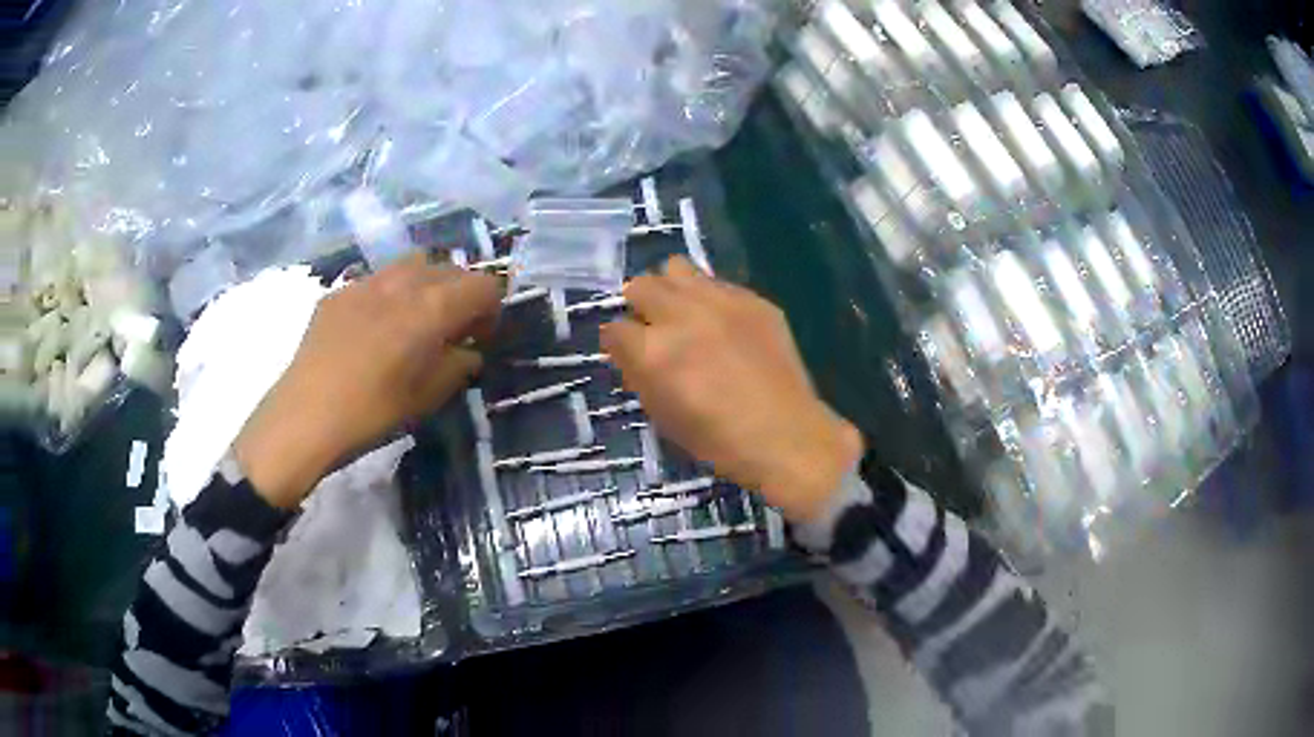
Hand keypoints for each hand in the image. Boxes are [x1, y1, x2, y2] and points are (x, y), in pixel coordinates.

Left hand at [234, 254, 502, 507]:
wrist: (306, 416)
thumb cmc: (374, 412)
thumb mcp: (429, 397)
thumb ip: (458, 366)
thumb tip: (468, 352)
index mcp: (432, 307)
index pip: (483, 286)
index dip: (490, 310)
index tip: (479, 338)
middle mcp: (403, 282)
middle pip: (450, 269)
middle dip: (460, 294)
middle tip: (451, 330)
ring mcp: (367, 282)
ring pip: (412, 264)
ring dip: (426, 284)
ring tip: (414, 318)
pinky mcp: (339, 292)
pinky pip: (377, 279)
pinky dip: (390, 294)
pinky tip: (373, 328)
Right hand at [601, 257, 862, 522]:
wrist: (784, 434)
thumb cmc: (717, 439)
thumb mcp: (662, 416)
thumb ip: (639, 374)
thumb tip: (631, 350)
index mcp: (653, 352)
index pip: (614, 328)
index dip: (618, 343)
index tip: (629, 353)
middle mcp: (681, 316)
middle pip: (640, 285)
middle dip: (639, 306)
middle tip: (654, 328)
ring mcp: (720, 301)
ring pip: (676, 268)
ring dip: (671, 289)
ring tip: (684, 312)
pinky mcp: (753, 299)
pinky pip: (718, 283)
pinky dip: (711, 299)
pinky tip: (725, 325)